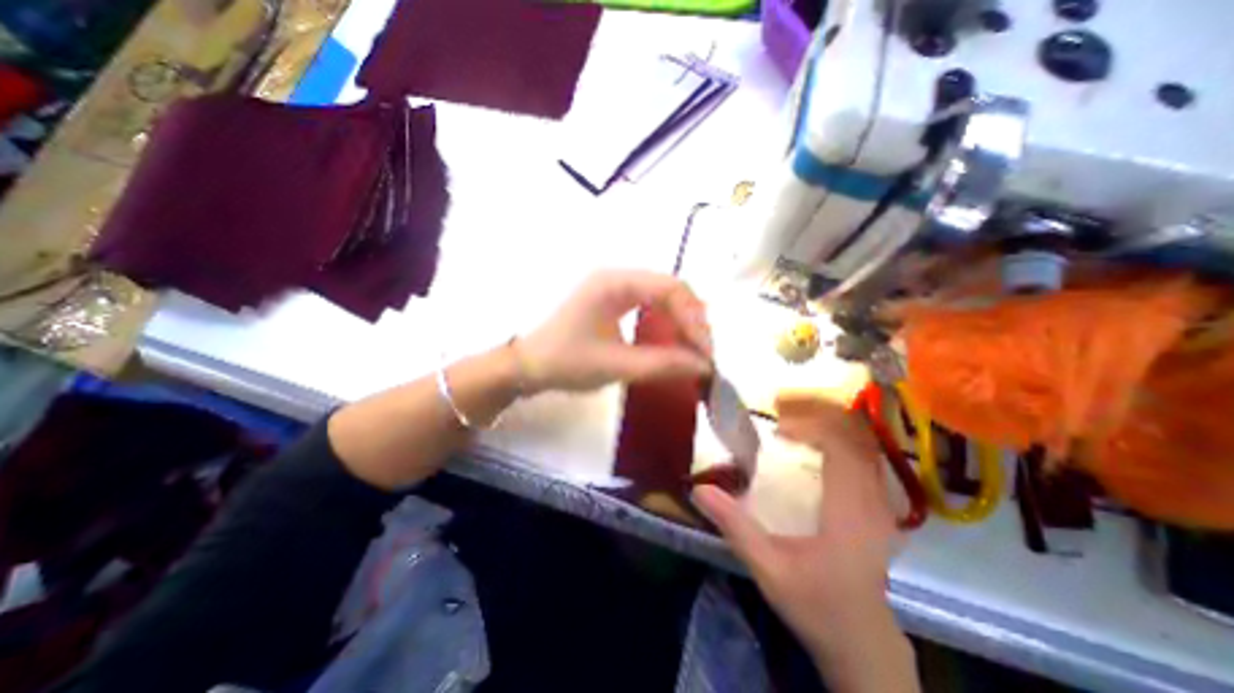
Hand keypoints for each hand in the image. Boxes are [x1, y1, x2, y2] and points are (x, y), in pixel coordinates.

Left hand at [520, 269, 715, 392]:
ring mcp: (616, 287)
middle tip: (703, 353)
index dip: (694, 318)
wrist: (528, 365)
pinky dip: (668, 322)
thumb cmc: (565, 362)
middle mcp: (618, 276)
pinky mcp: (615, 301)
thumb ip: (662, 364)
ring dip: (682, 321)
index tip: (705, 352)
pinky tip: (674, 341)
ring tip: (693, 349)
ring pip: (664, 296)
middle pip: (671, 288)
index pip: (670, 288)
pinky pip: (652, 305)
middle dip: (692, 319)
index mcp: (614, 283)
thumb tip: (704, 366)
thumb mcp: (615, 365)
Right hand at [693, 396, 915, 687]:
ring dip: (830, 424)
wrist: (864, 644)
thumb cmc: (817, 605)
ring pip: (864, 445)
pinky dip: (838, 440)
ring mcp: (880, 503)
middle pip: (856, 437)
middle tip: (782, 410)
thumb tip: (698, 489)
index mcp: (849, 511)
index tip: (777, 427)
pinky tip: (812, 444)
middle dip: (820, 414)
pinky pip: (863, 458)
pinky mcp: (877, 508)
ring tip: (793, 420)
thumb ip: (735, 526)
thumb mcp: (768, 569)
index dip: (810, 426)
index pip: (840, 447)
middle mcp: (872, 500)